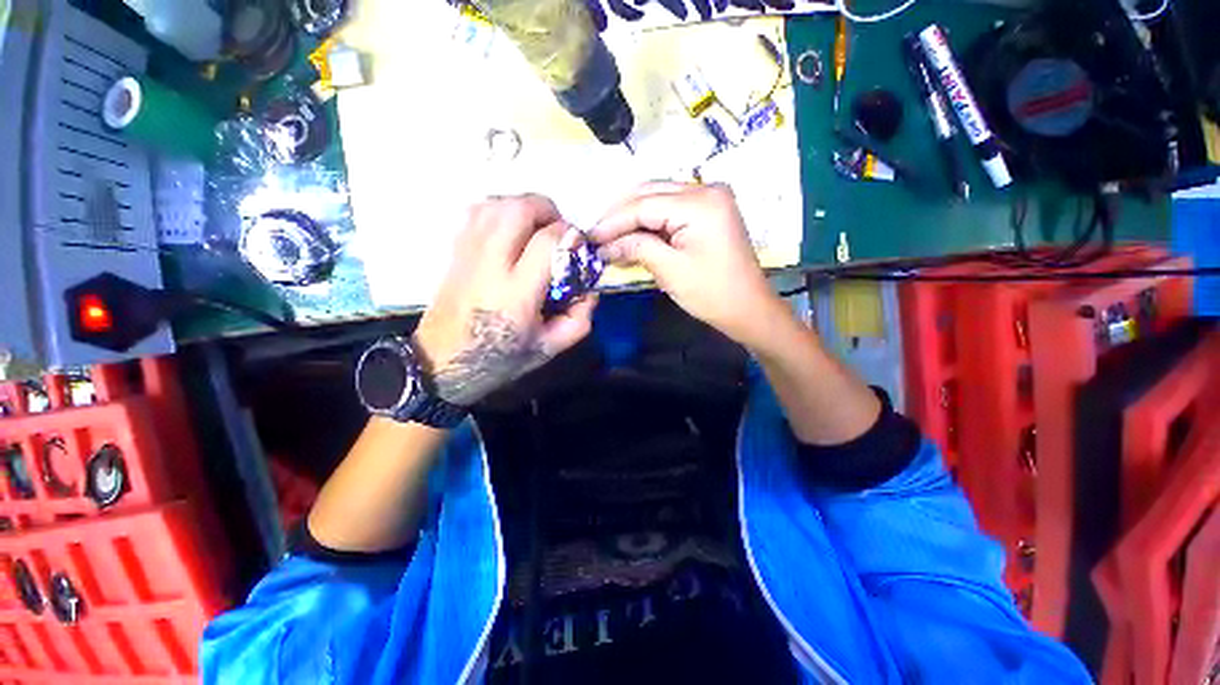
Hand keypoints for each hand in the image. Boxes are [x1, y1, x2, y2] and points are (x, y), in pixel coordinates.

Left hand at [413, 195, 596, 405]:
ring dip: (524, 206)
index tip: (579, 246)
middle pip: (519, 210)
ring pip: (497, 204)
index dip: (571, 236)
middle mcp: (490, 265)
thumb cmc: (500, 358)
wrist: (442, 362)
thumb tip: (591, 289)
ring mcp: (469, 253)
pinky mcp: (455, 250)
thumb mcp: (549, 348)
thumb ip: (579, 319)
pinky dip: (500, 208)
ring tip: (536, 227)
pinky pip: (477, 211)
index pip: (547, 242)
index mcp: (516, 293)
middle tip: (558, 231)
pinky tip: (510, 227)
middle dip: (547, 210)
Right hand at [590, 182, 786, 346]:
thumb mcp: (670, 271)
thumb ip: (637, 248)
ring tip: (609, 234)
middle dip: (620, 214)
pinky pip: (671, 209)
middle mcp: (706, 189)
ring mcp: (710, 198)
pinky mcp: (710, 211)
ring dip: (633, 216)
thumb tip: (605, 245)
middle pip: (651, 193)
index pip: (644, 204)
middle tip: (596, 234)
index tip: (590, 237)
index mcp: (700, 202)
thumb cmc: (712, 293)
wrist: (749, 309)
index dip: (613, 221)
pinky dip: (650, 221)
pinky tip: (632, 232)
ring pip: (659, 198)